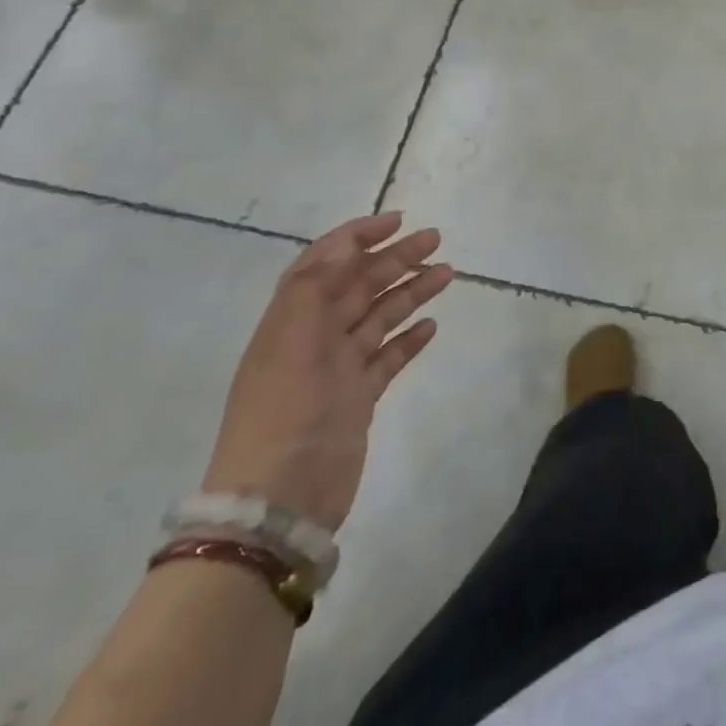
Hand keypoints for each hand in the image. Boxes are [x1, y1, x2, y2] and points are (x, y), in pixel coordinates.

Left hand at [202, 212, 452, 530]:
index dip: (357, 236)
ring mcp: (338, 369)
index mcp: (292, 320)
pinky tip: (431, 326)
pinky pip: (388, 357)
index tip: (397, 221)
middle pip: (359, 285)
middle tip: (436, 240)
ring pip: (379, 317)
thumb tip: (342, 245)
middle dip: (395, 258)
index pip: (324, 263)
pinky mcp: (358, 398)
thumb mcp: (291, 343)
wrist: (277, 504)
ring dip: (410, 292)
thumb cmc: (284, 416)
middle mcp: (314, 338)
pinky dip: (408, 338)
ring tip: (448, 274)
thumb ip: (313, 289)